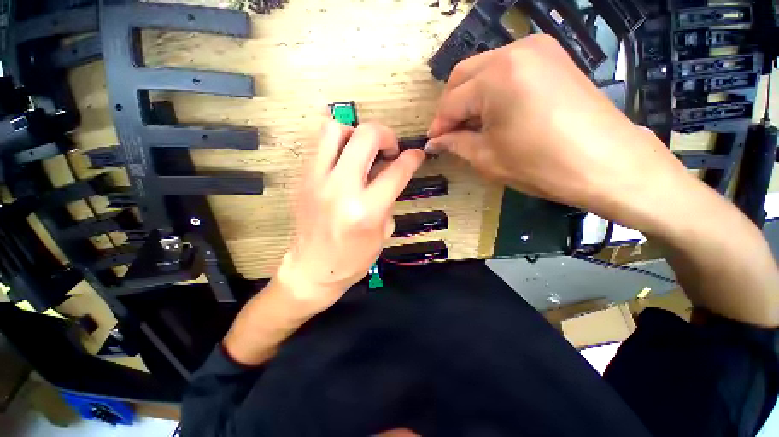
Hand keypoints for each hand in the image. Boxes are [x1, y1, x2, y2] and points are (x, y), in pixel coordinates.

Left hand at [275, 121, 424, 314]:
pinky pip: (317, 144)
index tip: (416, 154)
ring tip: (362, 150)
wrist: (311, 270)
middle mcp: (341, 189)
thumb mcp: (382, 233)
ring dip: (355, 133)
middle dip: (385, 134)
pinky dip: (336, 142)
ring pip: (334, 129)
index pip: (396, 171)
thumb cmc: (353, 259)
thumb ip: (389, 198)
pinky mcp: (302, 179)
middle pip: (366, 136)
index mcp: (366, 211)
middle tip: (389, 148)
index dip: (412, 158)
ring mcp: (316, 180)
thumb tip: (390, 171)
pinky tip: (344, 157)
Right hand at [426, 35, 687, 218]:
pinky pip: (506, 69)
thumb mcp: (488, 158)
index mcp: (497, 78)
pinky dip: (491, 90)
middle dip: (450, 107)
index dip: (438, 126)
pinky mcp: (552, 57)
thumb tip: (435, 141)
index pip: (451, 102)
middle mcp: (515, 51)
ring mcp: (538, 49)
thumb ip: (455, 144)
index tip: (432, 143)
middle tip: (449, 134)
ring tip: (470, 126)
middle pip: (462, 76)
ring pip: (483, 70)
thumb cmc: (543, 166)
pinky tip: (493, 113)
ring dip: (469, 98)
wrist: (609, 164)